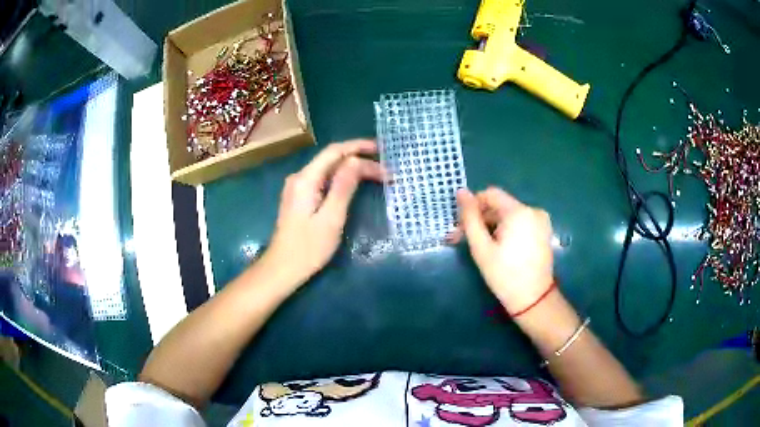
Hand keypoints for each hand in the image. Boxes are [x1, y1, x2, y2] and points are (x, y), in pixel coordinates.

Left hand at [265, 139, 382, 285]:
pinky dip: (343, 179)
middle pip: (333, 159)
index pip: (334, 151)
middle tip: (386, 171)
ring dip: (353, 169)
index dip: (358, 146)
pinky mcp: (300, 198)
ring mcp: (298, 187)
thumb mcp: (331, 218)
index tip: (382, 149)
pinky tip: (356, 184)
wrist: (282, 269)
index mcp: (306, 179)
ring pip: (329, 170)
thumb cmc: (308, 248)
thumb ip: (343, 187)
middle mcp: (300, 177)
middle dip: (360, 161)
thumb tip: (357, 160)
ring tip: (377, 174)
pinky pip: (325, 180)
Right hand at [451, 187, 553, 313]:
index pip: (490, 194)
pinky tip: (500, 247)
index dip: (473, 205)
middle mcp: (533, 210)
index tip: (462, 226)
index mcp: (519, 211)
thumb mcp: (481, 247)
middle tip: (465, 239)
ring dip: (493, 225)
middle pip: (500, 205)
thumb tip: (461, 191)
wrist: (533, 299)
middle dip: (482, 218)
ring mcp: (541, 220)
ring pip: (509, 215)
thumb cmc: (504, 275)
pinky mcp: (544, 231)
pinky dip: (507, 230)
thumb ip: (470, 218)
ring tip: (482, 246)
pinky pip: (520, 222)